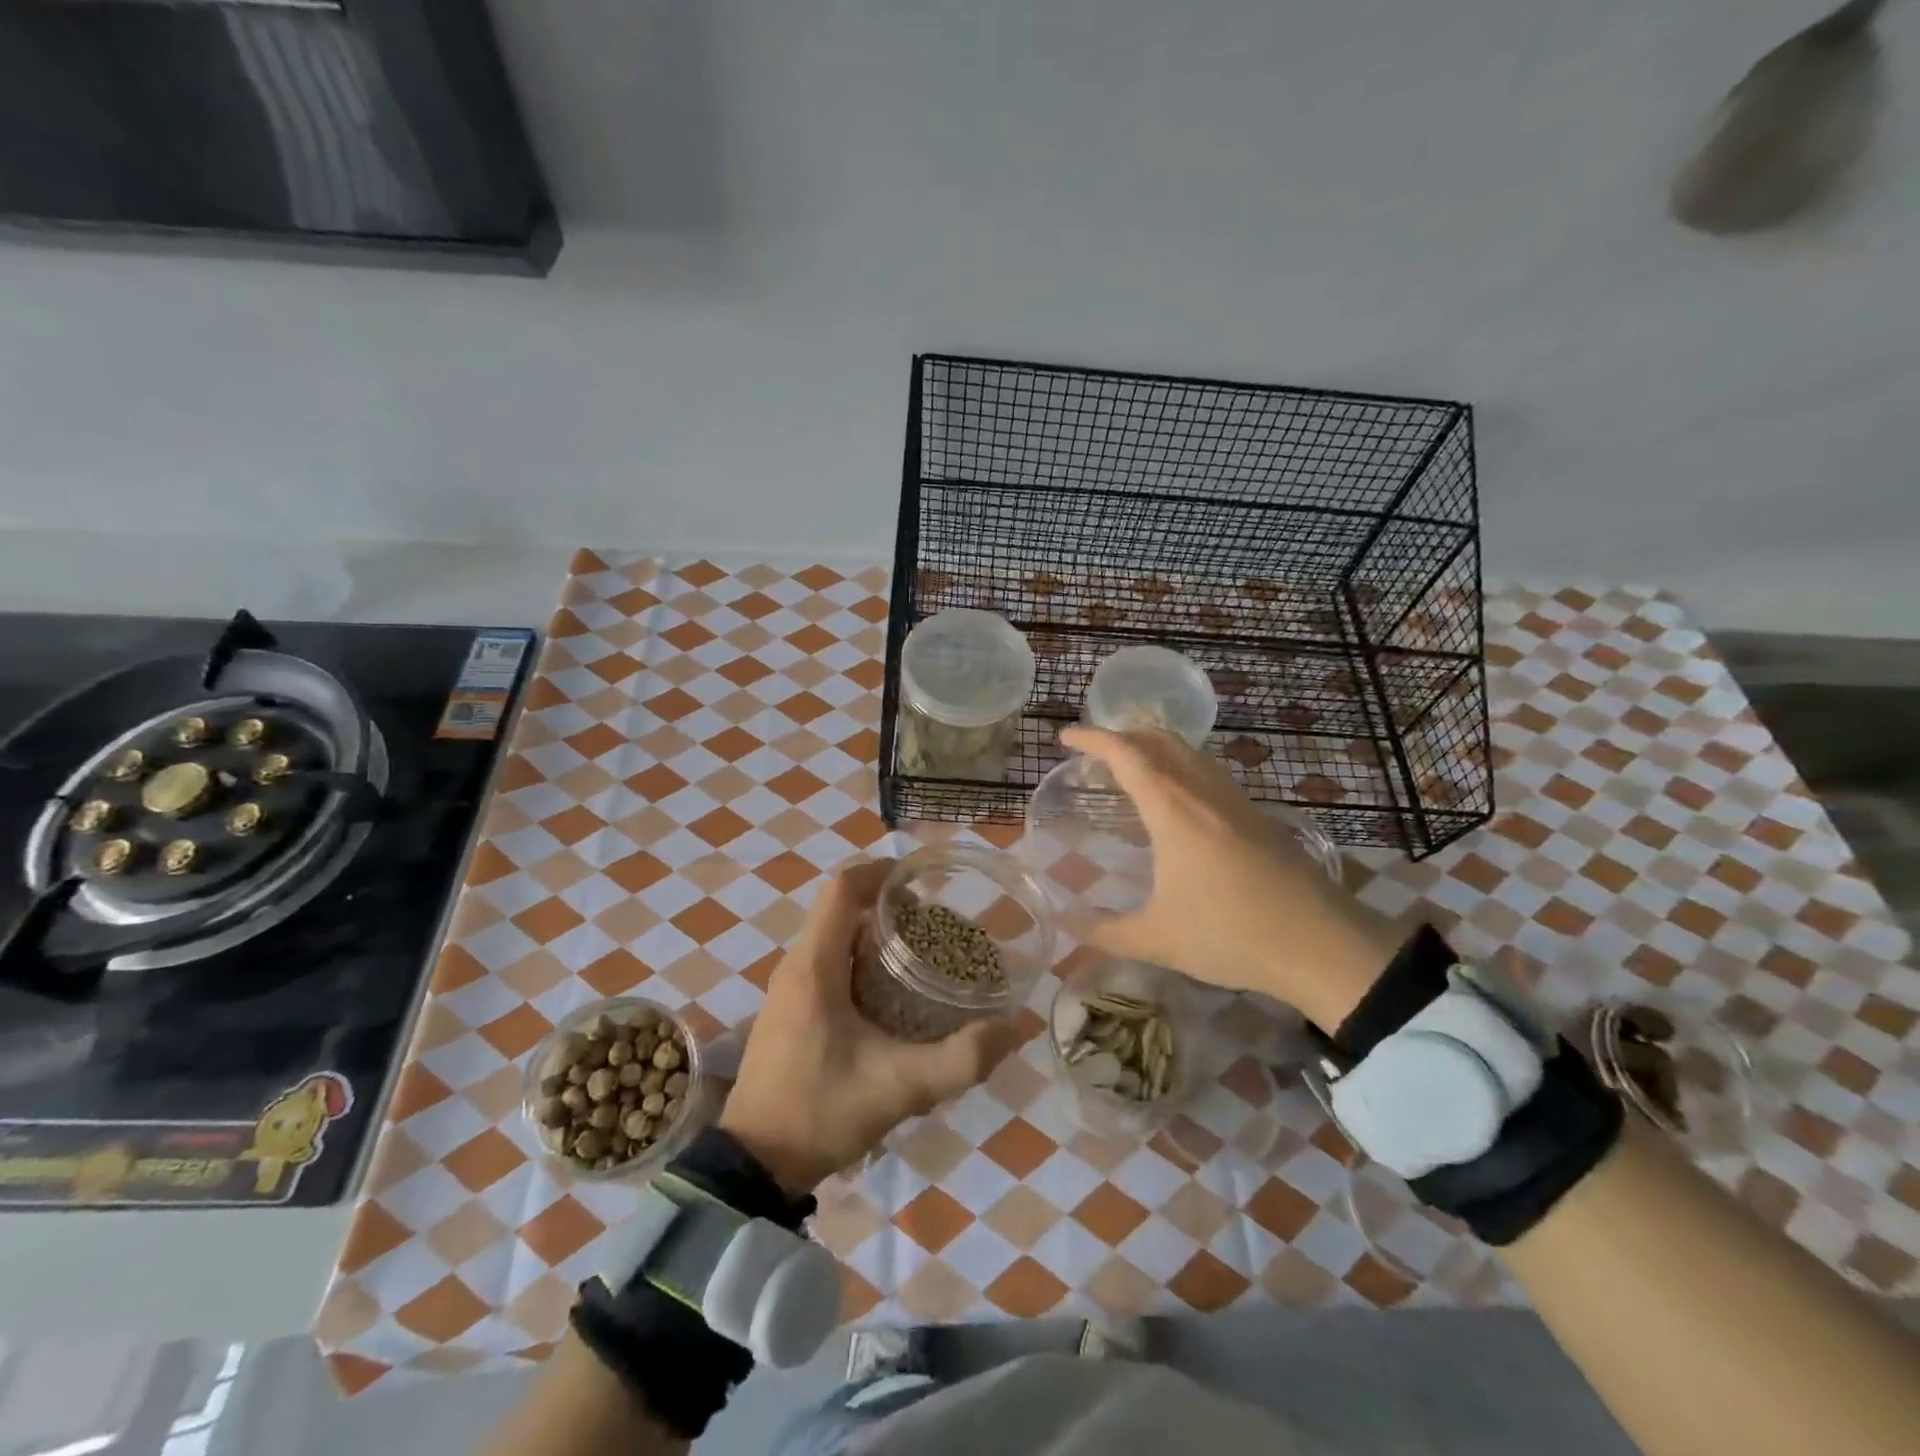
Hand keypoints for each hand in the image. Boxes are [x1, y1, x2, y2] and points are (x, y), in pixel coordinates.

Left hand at [719, 859, 1021, 1196]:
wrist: (755, 1167)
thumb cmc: (821, 1112)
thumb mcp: (901, 1087)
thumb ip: (962, 1059)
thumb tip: (1014, 1028)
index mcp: (814, 966)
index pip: (842, 888)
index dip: (881, 873)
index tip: (922, 882)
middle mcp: (795, 967)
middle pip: (840, 909)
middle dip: (887, 906)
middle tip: (934, 925)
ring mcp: (786, 991)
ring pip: (832, 937)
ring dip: (872, 934)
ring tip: (920, 955)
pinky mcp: (786, 1013)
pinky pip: (824, 964)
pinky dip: (857, 960)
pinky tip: (889, 996)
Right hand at [1059, 726, 1403, 1034]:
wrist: (1322, 945)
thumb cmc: (1232, 934)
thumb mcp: (1159, 940)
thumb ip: (1106, 933)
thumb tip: (1066, 926)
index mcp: (1173, 811)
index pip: (1126, 755)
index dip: (1092, 739)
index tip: (1065, 737)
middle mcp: (1204, 792)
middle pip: (1161, 740)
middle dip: (1123, 735)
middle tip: (1095, 753)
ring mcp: (1236, 801)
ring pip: (1190, 752)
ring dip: (1156, 748)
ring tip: (1133, 770)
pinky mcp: (1258, 816)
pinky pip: (1209, 772)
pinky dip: (1181, 767)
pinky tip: (1180, 802)